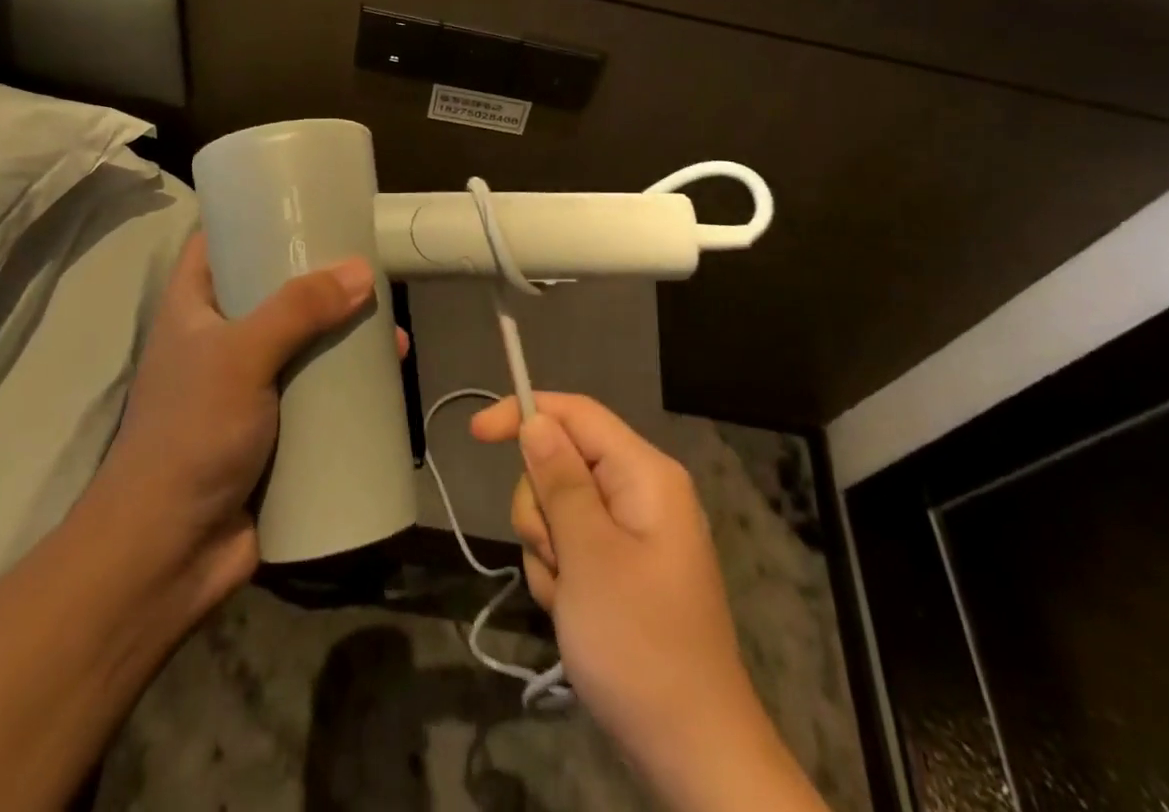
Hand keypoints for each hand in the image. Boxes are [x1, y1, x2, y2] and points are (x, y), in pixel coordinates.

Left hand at [85, 234, 376, 614]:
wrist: (168, 554)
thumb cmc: (190, 435)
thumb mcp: (240, 357)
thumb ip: (298, 310)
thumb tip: (363, 270)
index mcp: (194, 308)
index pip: (218, 242)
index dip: (254, 218)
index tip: (306, 204)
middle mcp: (221, 339)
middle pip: (275, 292)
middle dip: (322, 282)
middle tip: (370, 268)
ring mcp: (249, 386)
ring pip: (304, 344)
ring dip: (345, 337)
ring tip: (391, 332)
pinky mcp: (275, 428)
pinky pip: (317, 393)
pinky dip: (349, 384)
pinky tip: (386, 379)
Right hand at [470, 394, 826, 811]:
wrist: (692, 755)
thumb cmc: (640, 646)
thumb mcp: (589, 556)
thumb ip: (559, 481)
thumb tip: (536, 420)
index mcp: (645, 474)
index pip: (576, 414)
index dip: (525, 413)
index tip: (476, 434)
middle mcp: (641, 492)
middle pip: (562, 462)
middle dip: (541, 508)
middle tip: (557, 557)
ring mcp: (632, 532)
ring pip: (558, 507)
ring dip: (548, 550)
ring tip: (570, 599)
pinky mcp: (622, 567)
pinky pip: (570, 546)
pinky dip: (560, 575)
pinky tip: (574, 614)